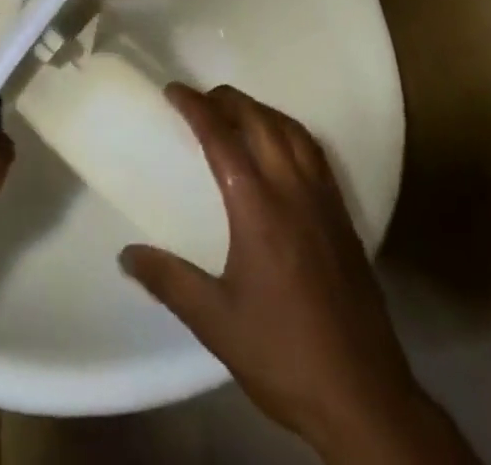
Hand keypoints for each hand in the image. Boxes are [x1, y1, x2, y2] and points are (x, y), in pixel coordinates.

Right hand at [120, 84, 474, 464]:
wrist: (365, 399)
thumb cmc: (284, 356)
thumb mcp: (216, 322)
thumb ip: (169, 281)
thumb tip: (126, 254)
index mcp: (258, 207)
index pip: (221, 137)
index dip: (195, 107)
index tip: (172, 91)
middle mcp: (293, 190)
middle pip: (259, 120)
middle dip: (227, 99)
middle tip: (199, 99)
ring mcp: (324, 201)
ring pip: (291, 130)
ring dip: (260, 110)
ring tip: (236, 113)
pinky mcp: (343, 217)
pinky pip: (314, 152)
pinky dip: (289, 131)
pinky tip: (280, 147)